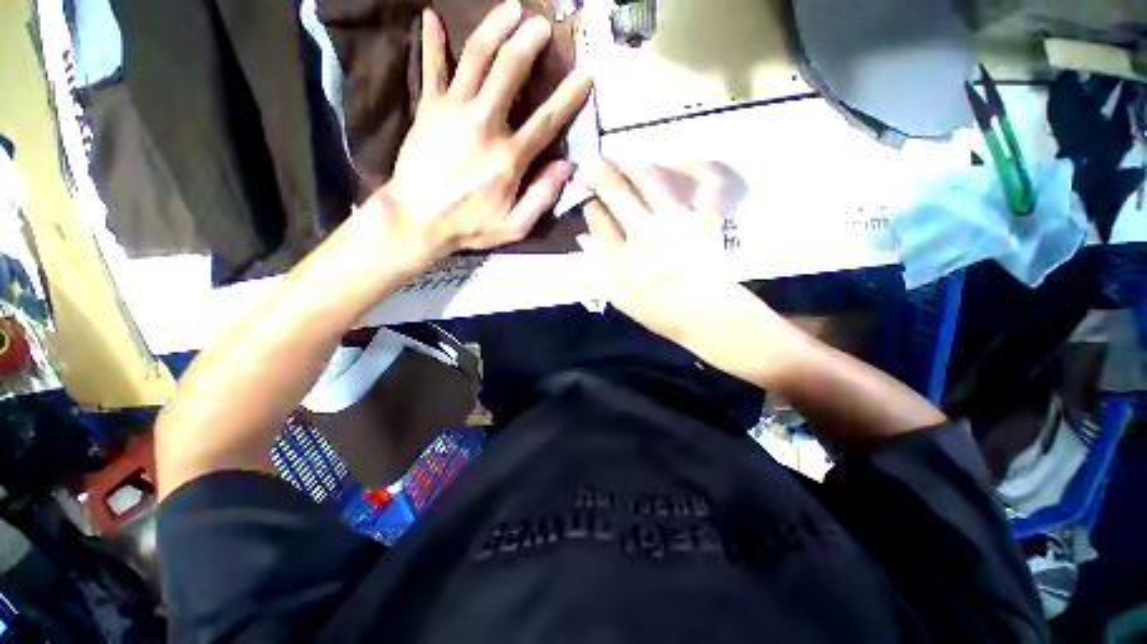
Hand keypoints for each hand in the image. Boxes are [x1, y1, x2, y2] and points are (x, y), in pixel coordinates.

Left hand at [369, 1, 591, 271]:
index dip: (568, 96)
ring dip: (493, 28)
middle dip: (528, 42)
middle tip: (542, 24)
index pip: (546, 121)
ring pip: (475, 58)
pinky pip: (431, 68)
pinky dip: (432, 42)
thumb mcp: (514, 226)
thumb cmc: (469, 226)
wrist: (417, 219)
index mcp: (509, 158)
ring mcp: (453, 111)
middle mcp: (484, 125)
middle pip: (508, 71)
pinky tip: (431, 18)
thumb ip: (542, 197)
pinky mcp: (428, 109)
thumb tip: (565, 166)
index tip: (585, 75)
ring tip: (509, 8)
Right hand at [579, 161, 748, 348]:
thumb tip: (582, 239)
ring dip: (632, 165)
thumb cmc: (661, 312)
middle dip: (599, 172)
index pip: (597, 221)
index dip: (590, 207)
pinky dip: (699, 168)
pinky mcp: (704, 219)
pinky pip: (707, 185)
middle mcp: (644, 234)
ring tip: (625, 162)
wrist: (708, 317)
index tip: (589, 202)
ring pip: (650, 179)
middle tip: (590, 162)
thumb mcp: (620, 297)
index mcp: (622, 259)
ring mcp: (676, 223)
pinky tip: (685, 160)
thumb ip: (598, 268)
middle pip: (616, 192)